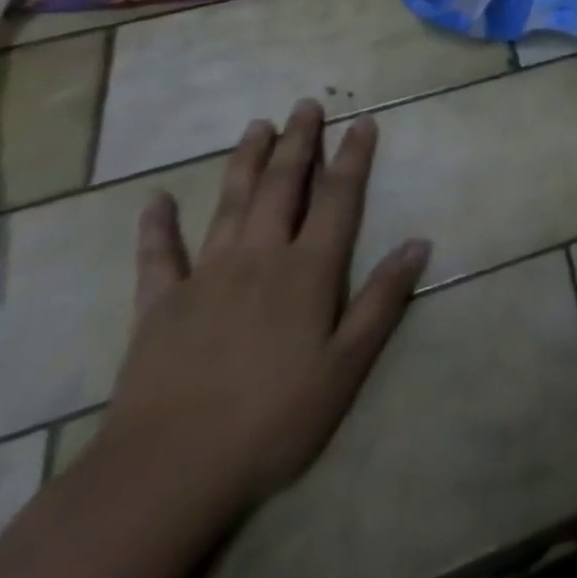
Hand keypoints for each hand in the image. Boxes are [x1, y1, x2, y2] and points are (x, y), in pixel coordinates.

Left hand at [94, 98, 430, 511]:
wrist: (166, 472)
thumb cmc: (272, 420)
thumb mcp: (345, 367)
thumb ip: (382, 300)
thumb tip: (419, 242)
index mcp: (307, 270)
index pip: (338, 198)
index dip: (352, 157)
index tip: (362, 122)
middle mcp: (259, 257)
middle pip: (282, 186)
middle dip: (297, 142)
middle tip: (305, 104)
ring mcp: (205, 276)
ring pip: (230, 203)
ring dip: (245, 161)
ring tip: (256, 125)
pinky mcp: (158, 305)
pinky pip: (158, 256)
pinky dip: (157, 226)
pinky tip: (157, 199)